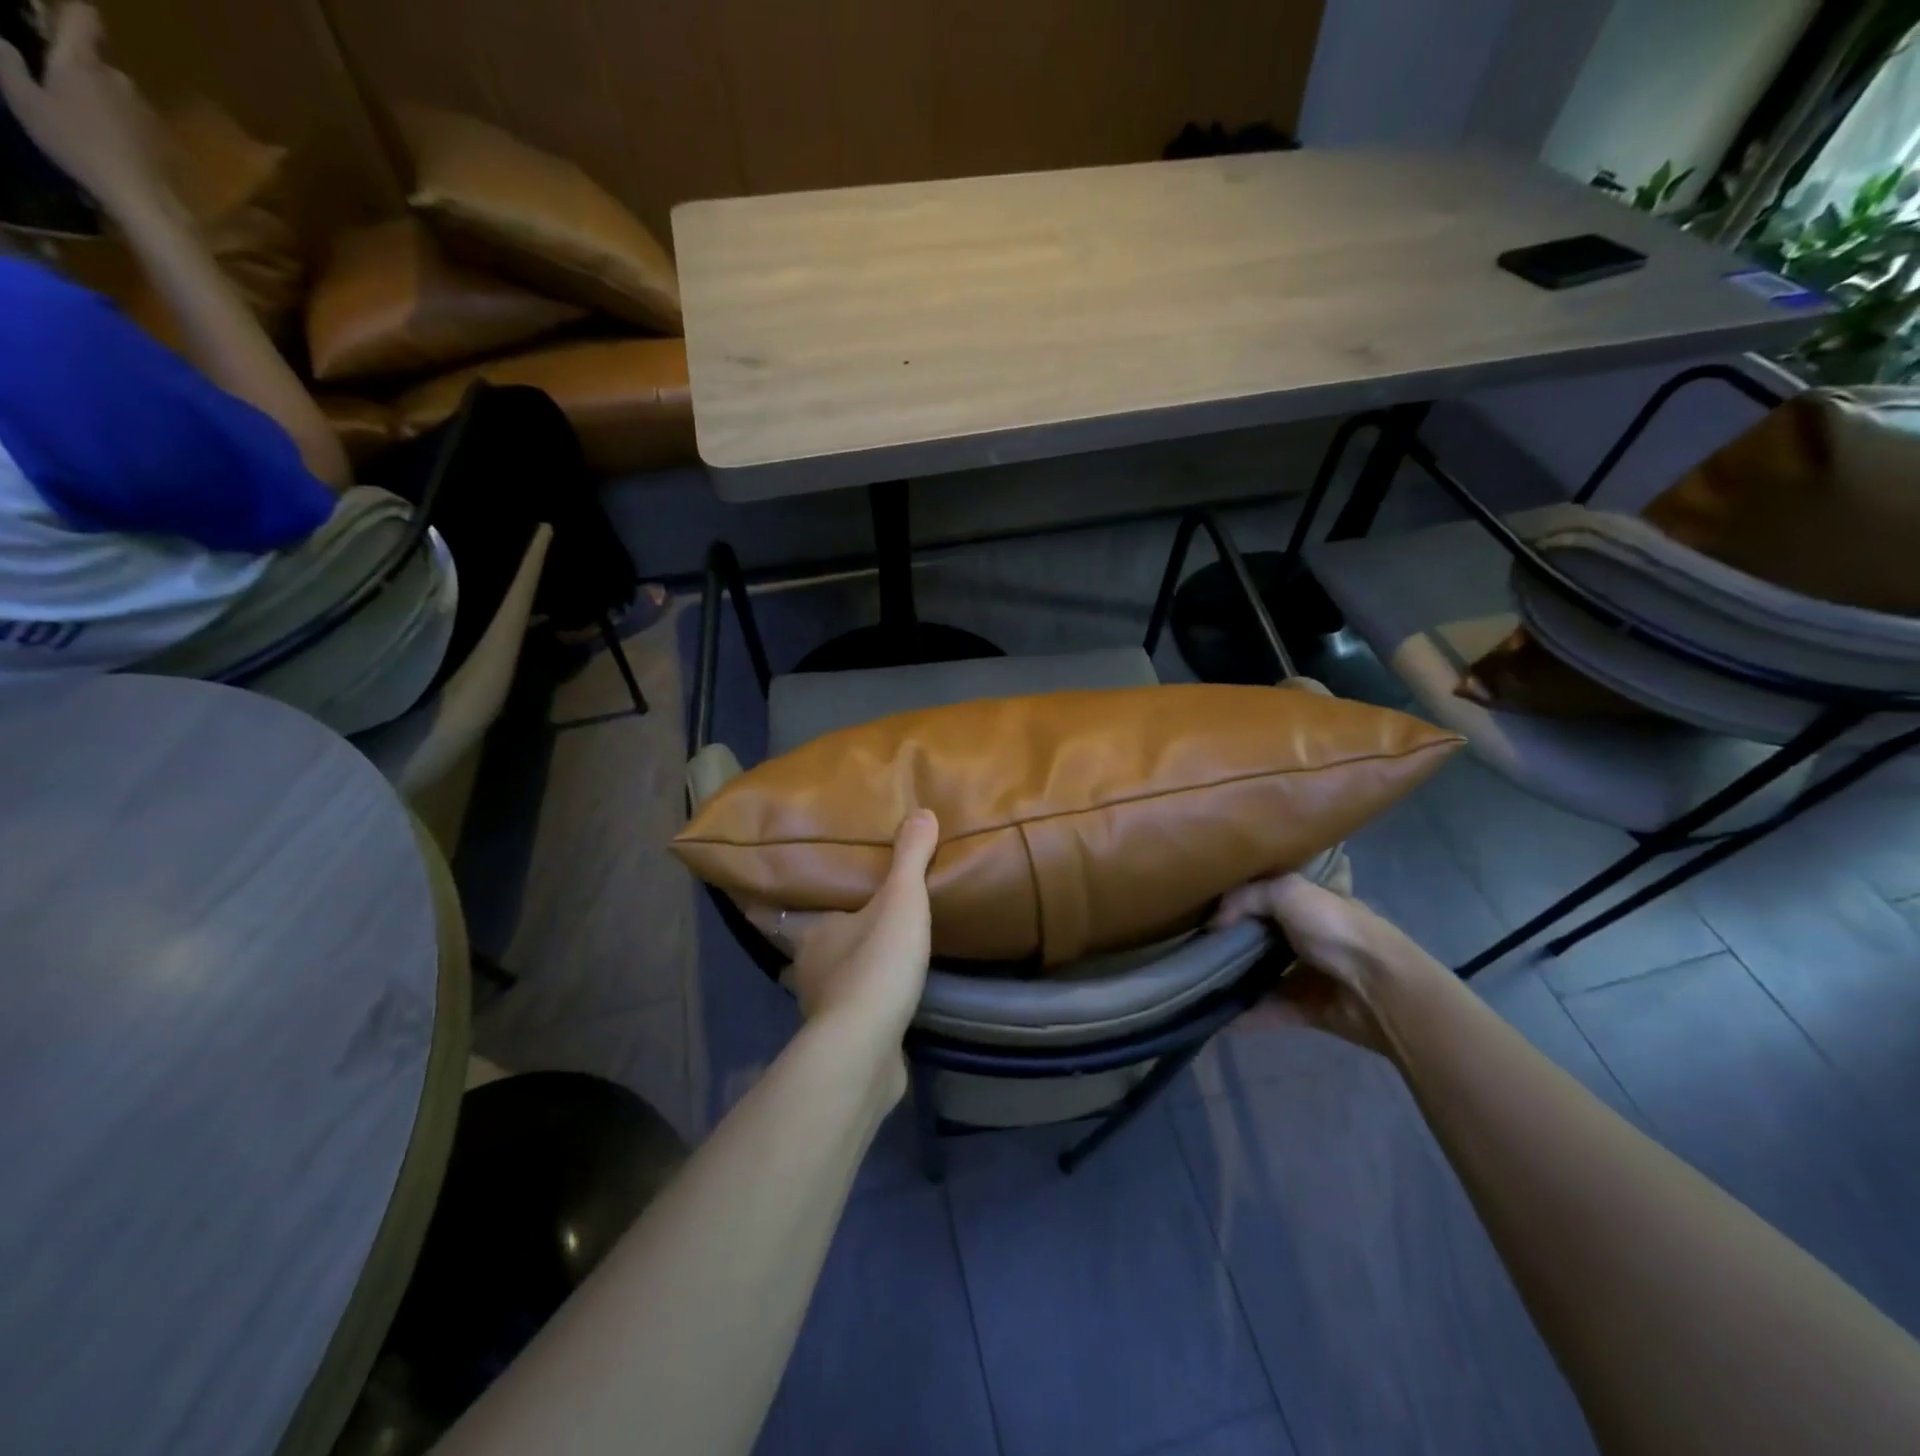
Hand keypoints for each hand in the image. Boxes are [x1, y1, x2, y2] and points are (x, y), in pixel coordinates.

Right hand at [0, 5, 163, 214]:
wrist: (143, 197)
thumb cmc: (77, 145)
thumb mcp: (23, 99)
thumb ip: (7, 61)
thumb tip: (3, 41)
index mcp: (82, 61)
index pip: (83, 16)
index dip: (71, 12)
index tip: (53, 20)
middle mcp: (120, 79)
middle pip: (95, 60)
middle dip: (77, 68)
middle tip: (56, 89)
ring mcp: (146, 110)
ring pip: (115, 92)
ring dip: (99, 99)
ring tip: (83, 123)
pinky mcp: (163, 137)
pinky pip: (133, 119)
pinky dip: (120, 124)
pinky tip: (109, 143)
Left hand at [740, 810, 939, 1080]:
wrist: (868, 1048)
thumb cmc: (874, 965)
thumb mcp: (900, 901)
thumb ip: (910, 858)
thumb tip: (922, 812)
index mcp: (809, 934)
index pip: (772, 913)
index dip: (757, 902)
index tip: (744, 889)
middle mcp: (806, 969)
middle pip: (795, 947)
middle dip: (801, 934)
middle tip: (819, 915)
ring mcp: (822, 1008)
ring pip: (818, 980)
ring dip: (829, 968)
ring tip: (854, 951)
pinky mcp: (844, 1039)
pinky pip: (846, 1011)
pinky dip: (855, 1001)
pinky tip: (876, 995)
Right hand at [1212, 865, 1406, 1056]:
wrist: (1381, 989)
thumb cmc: (1336, 929)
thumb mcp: (1288, 892)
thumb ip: (1246, 898)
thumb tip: (1214, 923)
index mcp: (1308, 903)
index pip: (1266, 896)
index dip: (1235, 901)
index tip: (1200, 909)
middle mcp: (1308, 936)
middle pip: (1260, 937)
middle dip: (1229, 942)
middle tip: (1191, 947)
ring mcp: (1309, 974)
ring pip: (1263, 975)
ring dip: (1235, 980)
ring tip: (1196, 982)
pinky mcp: (1308, 1009)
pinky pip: (1270, 1011)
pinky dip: (1246, 1015)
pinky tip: (1215, 1016)